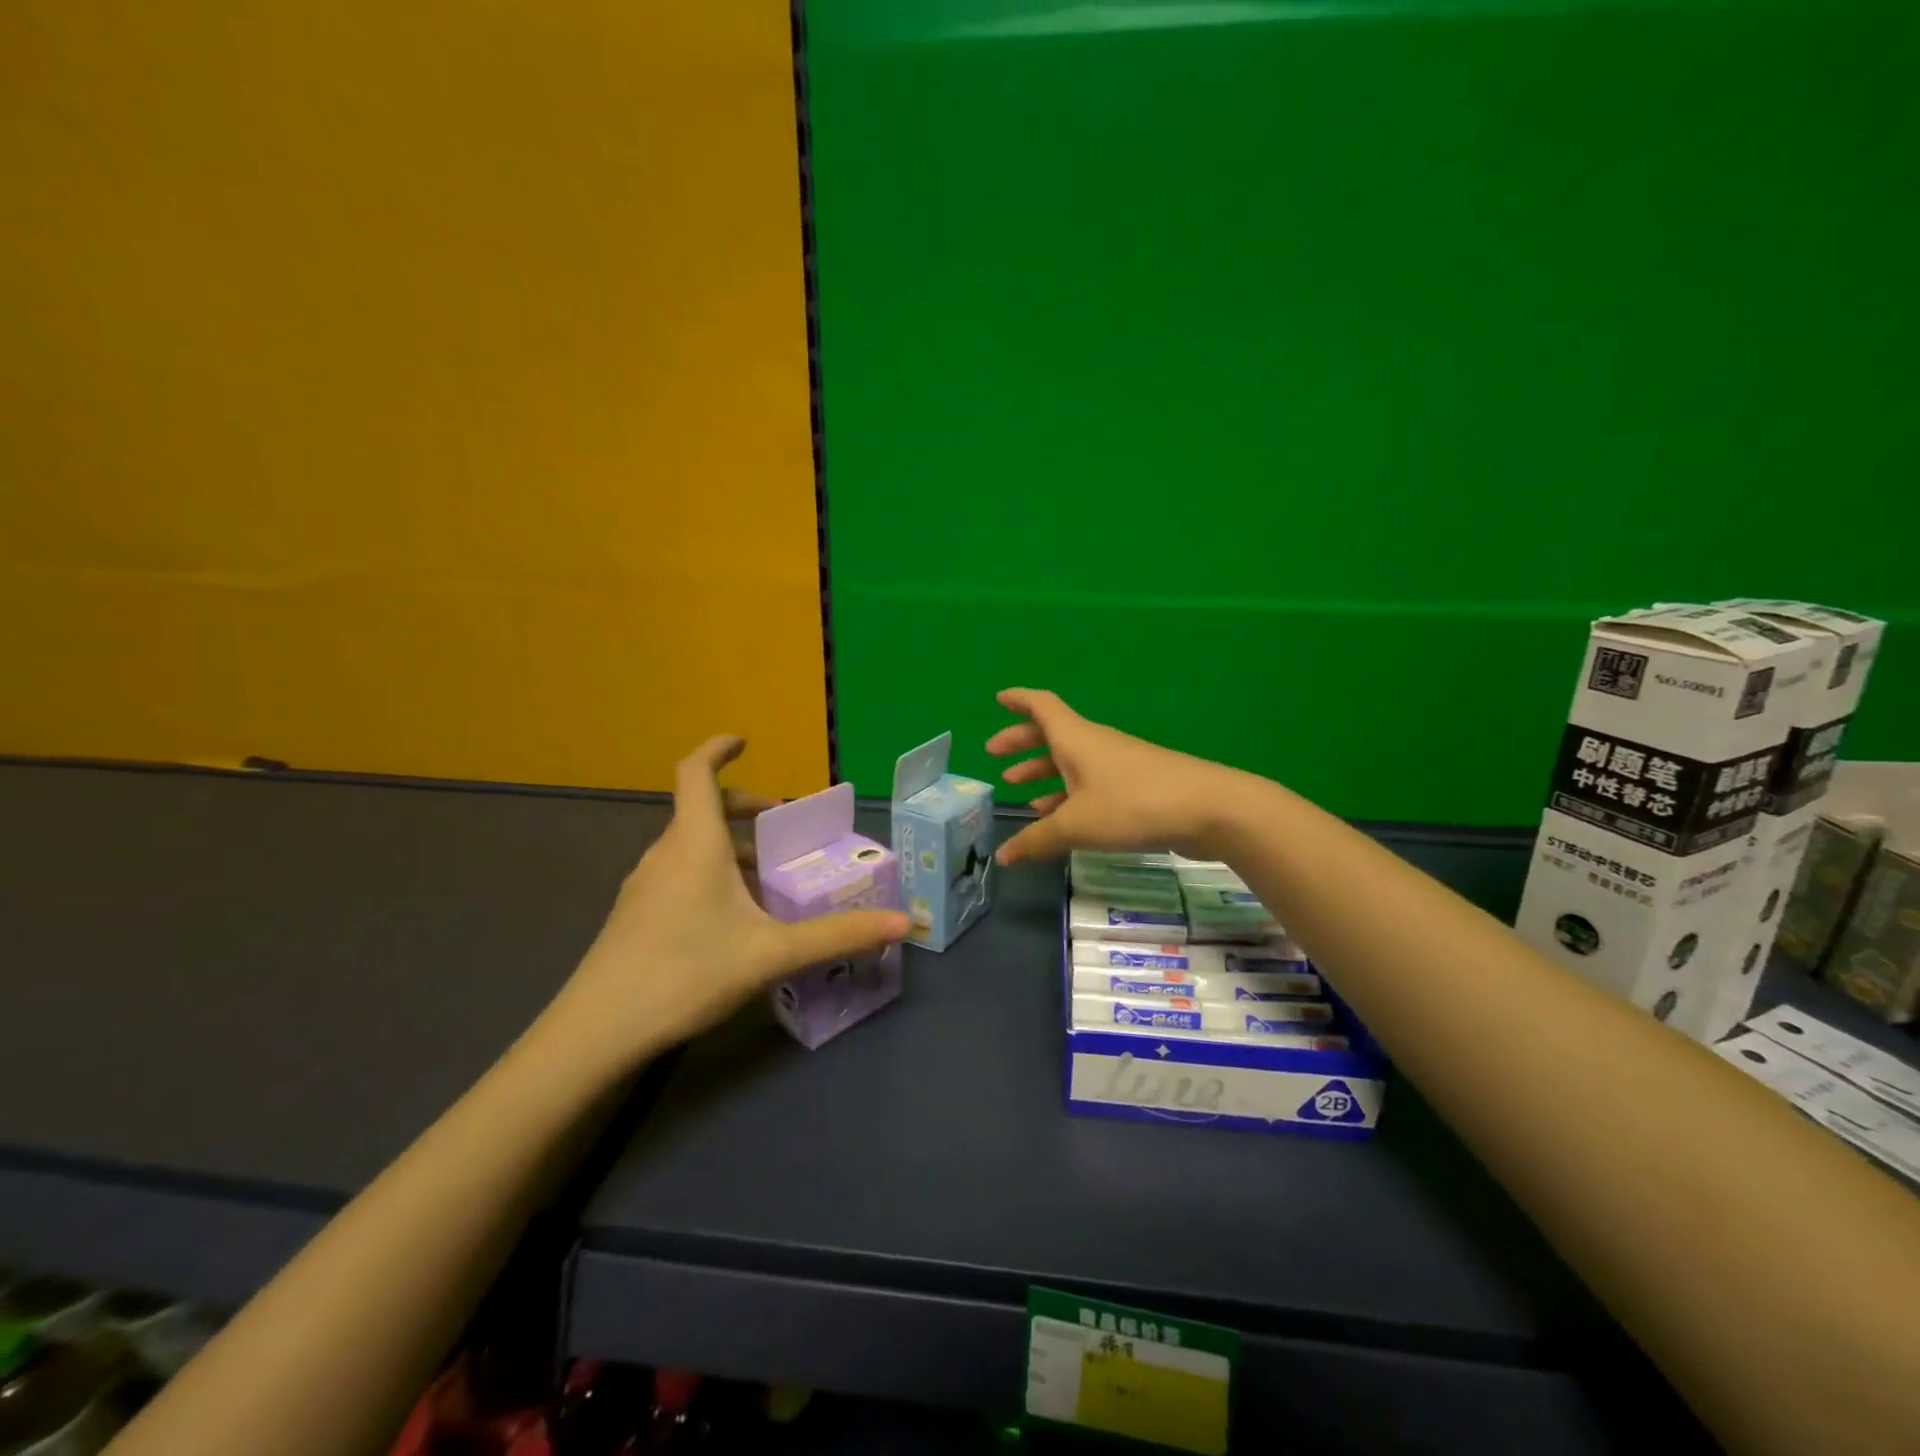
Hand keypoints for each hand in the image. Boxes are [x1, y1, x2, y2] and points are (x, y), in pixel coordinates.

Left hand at [555, 737, 908, 1059]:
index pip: (696, 773)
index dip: (717, 748)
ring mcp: (643, 886)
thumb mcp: (772, 953)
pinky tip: (730, 917)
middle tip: (781, 823)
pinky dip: (708, 871)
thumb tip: (904, 924)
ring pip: (688, 845)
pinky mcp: (634, 916)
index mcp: (694, 844)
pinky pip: (677, 873)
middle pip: (699, 809)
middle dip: (742, 806)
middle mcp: (665, 854)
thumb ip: (838, 936)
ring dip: (727, 844)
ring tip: (765, 875)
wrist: (596, 1033)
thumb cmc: (686, 973)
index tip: (743, 740)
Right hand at [986, 688, 1251, 865]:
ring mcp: (1117, 764)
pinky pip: (1089, 783)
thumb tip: (1003, 856)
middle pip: (1052, 734)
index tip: (998, 698)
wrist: (1209, 809)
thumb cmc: (1133, 804)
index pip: (1042, 706)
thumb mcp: (1078, 825)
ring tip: (1018, 791)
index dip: (1019, 700)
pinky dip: (1067, 794)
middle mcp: (1094, 744)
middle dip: (1022, 742)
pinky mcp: (1135, 786)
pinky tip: (1057, 817)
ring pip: (1070, 761)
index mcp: (1076, 739)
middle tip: (994, 755)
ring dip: (1043, 771)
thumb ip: (1038, 840)